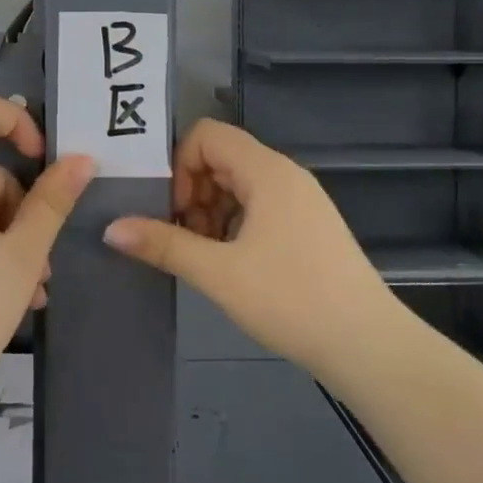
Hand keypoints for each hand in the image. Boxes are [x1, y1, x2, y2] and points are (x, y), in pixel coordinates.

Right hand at [103, 119, 391, 378]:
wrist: (370, 348)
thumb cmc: (292, 300)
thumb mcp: (219, 273)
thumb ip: (163, 244)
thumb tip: (111, 227)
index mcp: (267, 171)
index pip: (207, 135)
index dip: (180, 165)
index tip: (174, 211)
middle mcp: (285, 174)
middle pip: (222, 157)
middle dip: (192, 192)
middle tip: (184, 237)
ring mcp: (302, 200)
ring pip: (240, 184)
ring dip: (212, 211)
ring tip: (205, 256)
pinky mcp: (310, 226)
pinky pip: (260, 206)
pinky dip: (235, 224)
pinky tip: (232, 265)